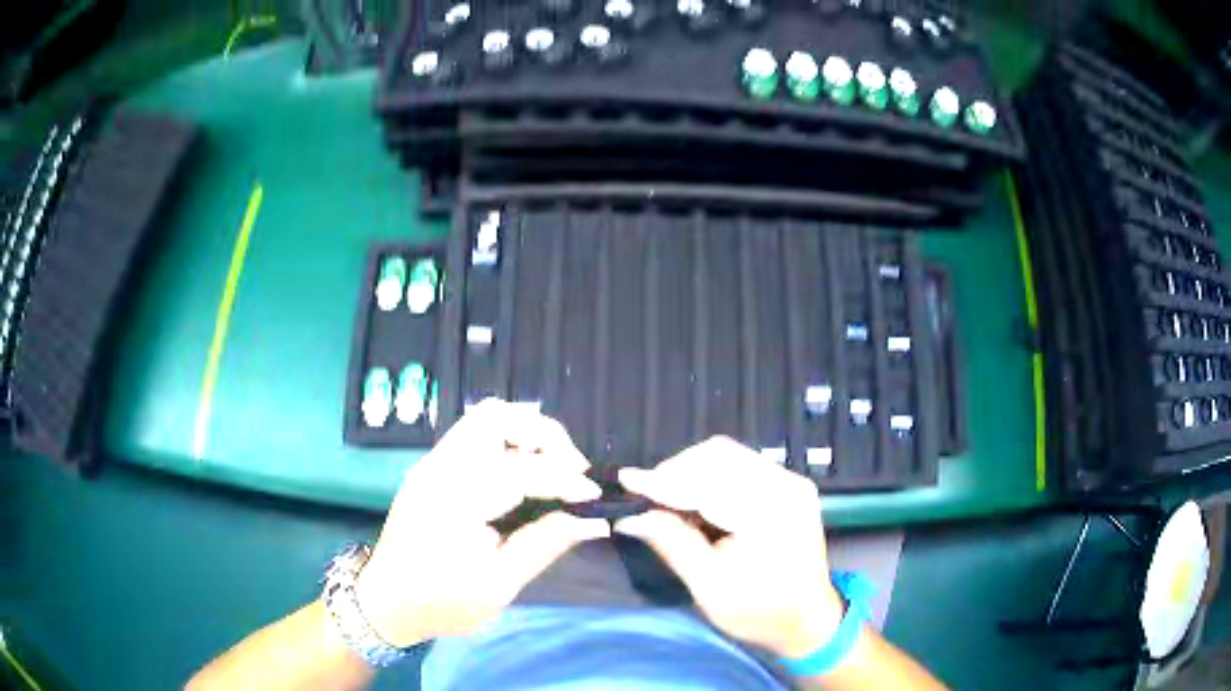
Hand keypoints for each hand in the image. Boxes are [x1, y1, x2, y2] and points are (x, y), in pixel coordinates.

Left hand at [354, 399, 609, 647]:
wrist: (387, 601)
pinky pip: (476, 433)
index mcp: (453, 501)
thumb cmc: (441, 603)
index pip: (519, 470)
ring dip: (526, 433)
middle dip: (545, 436)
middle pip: (497, 417)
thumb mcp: (498, 586)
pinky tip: (525, 472)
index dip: (564, 479)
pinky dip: (509, 440)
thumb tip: (593, 522)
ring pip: (486, 417)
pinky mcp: (434, 465)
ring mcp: (433, 462)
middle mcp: (440, 467)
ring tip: (553, 468)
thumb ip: (544, 545)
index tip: (594, 497)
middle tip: (573, 472)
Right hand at [615, 436, 844, 658]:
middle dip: (676, 472)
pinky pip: (741, 465)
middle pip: (719, 455)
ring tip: (667, 499)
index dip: (663, 480)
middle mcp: (785, 485)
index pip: (708, 481)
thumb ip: (672, 543)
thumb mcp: (709, 586)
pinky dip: (711, 476)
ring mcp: (790, 481)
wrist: (809, 619)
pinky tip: (695, 499)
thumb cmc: (759, 611)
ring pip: (728, 456)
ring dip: (692, 471)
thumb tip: (631, 517)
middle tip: (647, 497)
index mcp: (769, 513)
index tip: (626, 481)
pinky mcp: (789, 485)